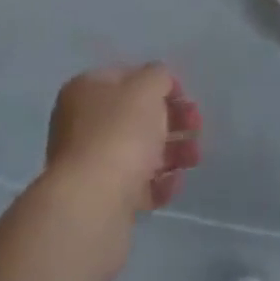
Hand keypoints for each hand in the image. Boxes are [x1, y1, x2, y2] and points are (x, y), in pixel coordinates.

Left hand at [44, 65, 201, 226]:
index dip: (158, 83)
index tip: (184, 96)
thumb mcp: (145, 88)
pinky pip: (137, 184)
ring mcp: (92, 163)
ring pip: (139, 150)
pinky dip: (159, 183)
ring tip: (194, 158)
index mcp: (86, 90)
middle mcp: (83, 123)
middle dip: (171, 119)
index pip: (127, 77)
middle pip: (135, 116)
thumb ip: (158, 76)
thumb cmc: (119, 133)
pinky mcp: (104, 198)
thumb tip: (159, 81)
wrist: (92, 204)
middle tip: (196, 126)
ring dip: (172, 151)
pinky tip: (175, 183)